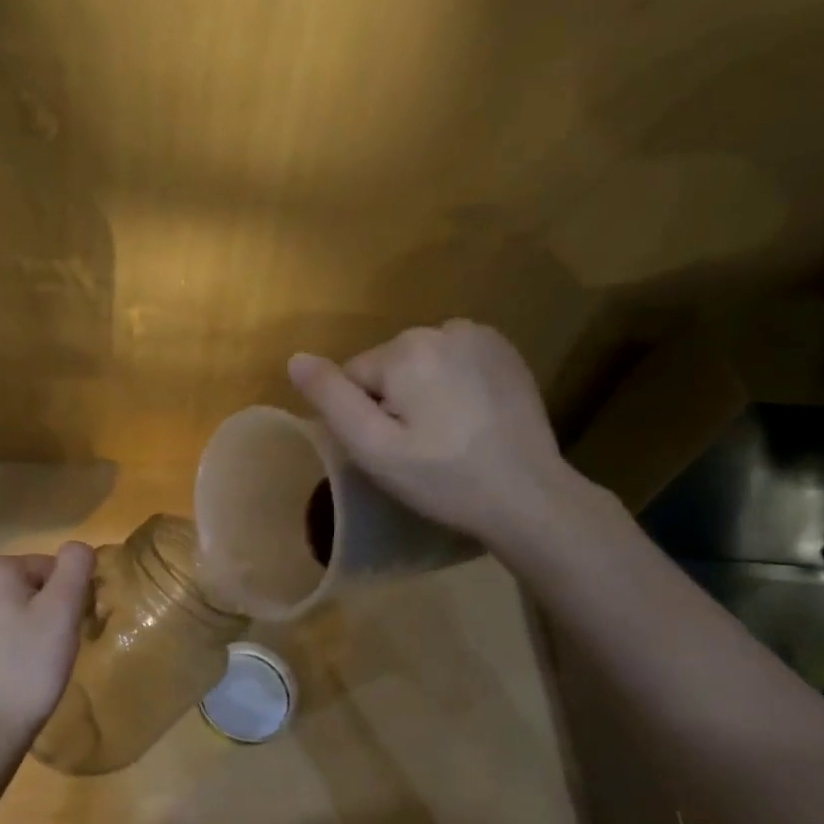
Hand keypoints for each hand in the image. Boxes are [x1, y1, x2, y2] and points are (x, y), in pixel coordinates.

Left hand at [0, 543, 94, 767]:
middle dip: (40, 609)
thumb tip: (77, 548)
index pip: (48, 568)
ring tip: (25, 662)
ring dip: (17, 624)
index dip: (65, 598)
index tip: (66, 632)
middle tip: (49, 649)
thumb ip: (75, 568)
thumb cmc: (28, 669)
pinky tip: (1, 669)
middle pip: (22, 585)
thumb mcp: (63, 614)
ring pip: (0, 607)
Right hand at [289, 321, 576, 541]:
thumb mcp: (373, 447)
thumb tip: (295, 358)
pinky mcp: (504, 350)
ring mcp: (480, 336)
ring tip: (445, 434)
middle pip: (386, 366)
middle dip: (391, 401)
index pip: (352, 376)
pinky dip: (451, 383)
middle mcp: (442, 328)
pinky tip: (469, 416)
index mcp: (406, 349)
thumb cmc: (442, 478)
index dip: (362, 416)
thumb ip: (331, 398)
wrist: (528, 496)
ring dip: (420, 391)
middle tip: (417, 447)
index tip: (391, 450)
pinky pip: (452, 360)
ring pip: (418, 363)